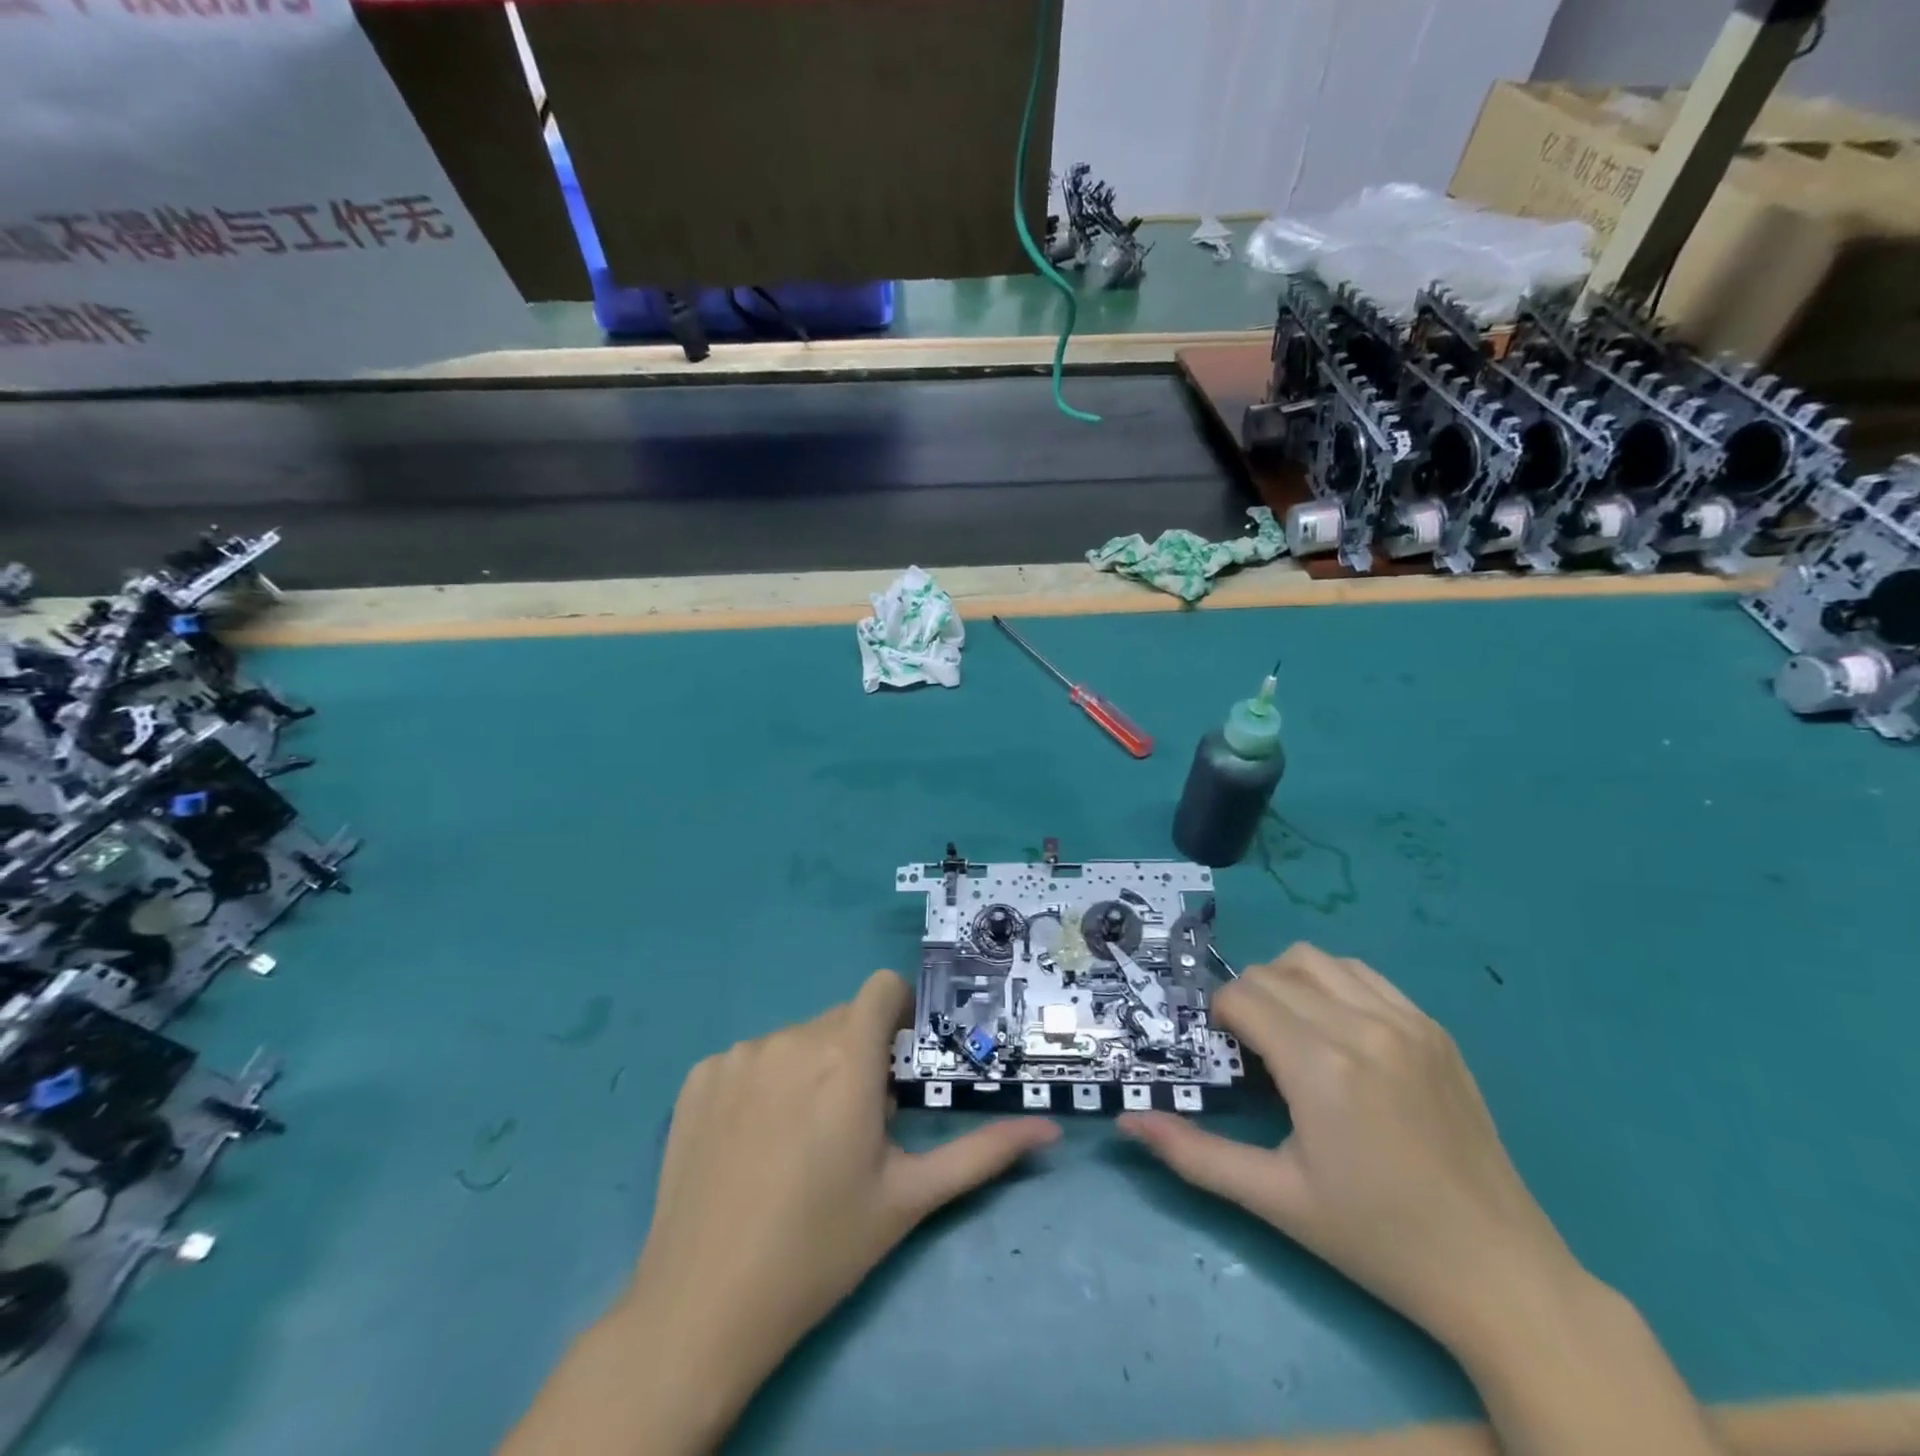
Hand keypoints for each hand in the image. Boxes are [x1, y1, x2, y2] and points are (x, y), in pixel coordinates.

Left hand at [502, 970, 1058, 1455]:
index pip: (881, 988)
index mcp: (845, 1060)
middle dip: (859, 1052)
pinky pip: (750, 1058)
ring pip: (796, 1037)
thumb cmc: (820, 1250)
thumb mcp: (909, 1200)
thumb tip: (1049, 1128)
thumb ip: (982, 1152)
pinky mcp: (698, 1077)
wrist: (702, 1307)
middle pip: (842, 1018)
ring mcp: (738, 1056)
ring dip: (812, 1066)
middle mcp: (791, 1040)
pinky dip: (764, 1082)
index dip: (899, 1012)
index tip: (900, 1059)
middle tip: (856, 1121)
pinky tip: (754, 1142)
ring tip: (803, 1138)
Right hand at [1117, 943, 1578, 1355]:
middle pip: (1272, 971)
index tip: (1226, 1055)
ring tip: (1292, 1033)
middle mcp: (1362, 1027)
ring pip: (1317, 960)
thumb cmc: (1376, 1239)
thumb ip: (1194, 1155)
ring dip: (1287, 982)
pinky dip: (1334, 985)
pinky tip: (1339, 1034)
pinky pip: (1365, 975)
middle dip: (1246, 999)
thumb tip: (1127, 1122)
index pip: (1242, 996)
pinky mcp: (1435, 1030)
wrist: (1499, 1273)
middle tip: (1251, 1050)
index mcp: (1320, 1066)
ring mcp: (1406, 1023)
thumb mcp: (1276, 1200)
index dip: (1219, 1018)